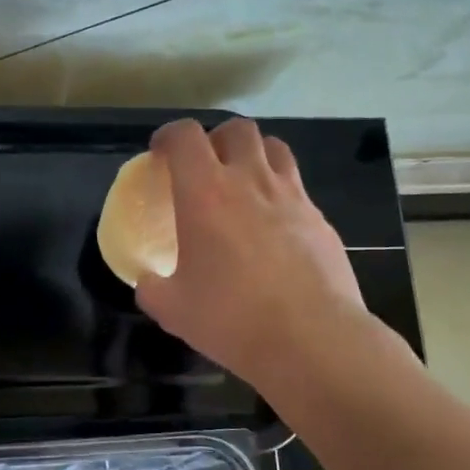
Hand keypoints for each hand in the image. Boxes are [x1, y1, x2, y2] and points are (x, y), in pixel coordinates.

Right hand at [136, 117, 370, 383]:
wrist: (311, 339)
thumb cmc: (232, 319)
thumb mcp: (172, 309)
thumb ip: (152, 287)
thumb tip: (148, 281)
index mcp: (206, 194)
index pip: (185, 136)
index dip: (169, 136)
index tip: (160, 154)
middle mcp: (250, 181)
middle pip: (237, 129)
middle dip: (215, 138)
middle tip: (204, 166)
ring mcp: (292, 196)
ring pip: (274, 148)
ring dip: (253, 155)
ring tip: (242, 183)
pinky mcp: (320, 219)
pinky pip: (296, 187)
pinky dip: (279, 192)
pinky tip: (273, 227)